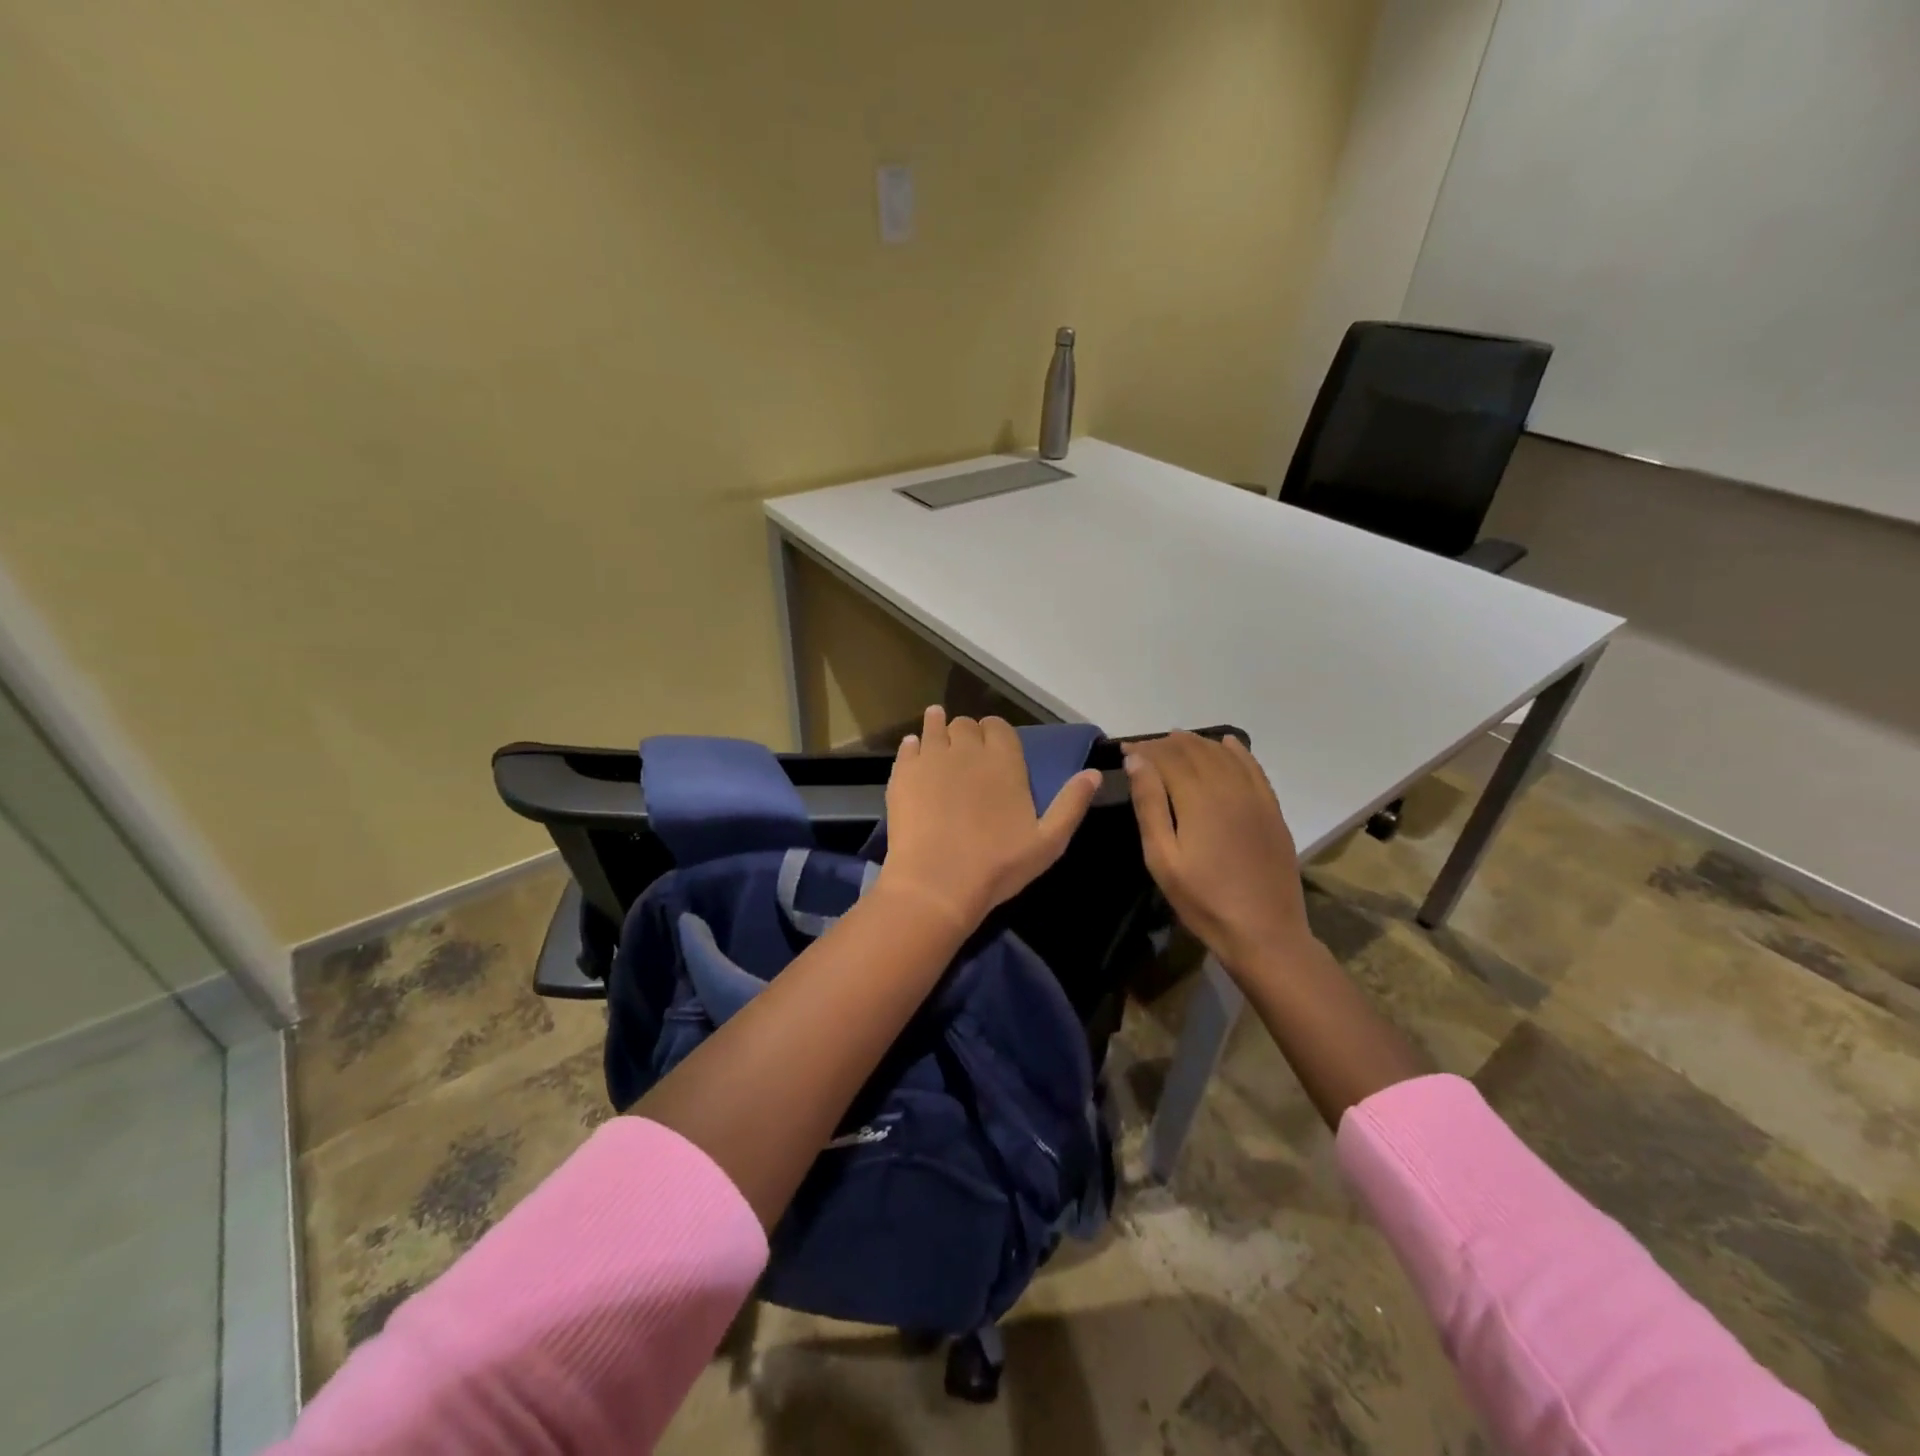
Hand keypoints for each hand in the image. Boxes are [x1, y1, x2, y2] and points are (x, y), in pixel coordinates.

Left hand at [879, 706, 1101, 930]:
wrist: (937, 883)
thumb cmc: (998, 865)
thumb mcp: (1049, 841)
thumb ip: (1072, 803)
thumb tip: (1093, 773)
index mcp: (1004, 761)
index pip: (999, 727)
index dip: (997, 733)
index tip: (995, 746)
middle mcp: (968, 749)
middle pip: (966, 725)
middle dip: (969, 733)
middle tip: (967, 751)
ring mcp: (931, 758)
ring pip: (935, 727)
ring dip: (939, 726)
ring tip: (938, 728)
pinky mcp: (903, 773)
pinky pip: (907, 746)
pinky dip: (913, 745)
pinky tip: (913, 751)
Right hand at [1125, 732, 1313, 979]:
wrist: (1264, 932)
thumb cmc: (1203, 900)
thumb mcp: (1162, 858)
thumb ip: (1150, 805)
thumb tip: (1137, 762)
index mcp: (1198, 799)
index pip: (1168, 758)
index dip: (1145, 750)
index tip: (1126, 750)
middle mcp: (1229, 787)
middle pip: (1195, 751)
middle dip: (1167, 744)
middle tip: (1145, 749)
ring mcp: (1256, 797)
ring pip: (1224, 755)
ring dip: (1197, 743)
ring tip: (1176, 742)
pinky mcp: (1272, 810)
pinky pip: (1254, 768)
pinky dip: (1237, 751)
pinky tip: (1226, 743)